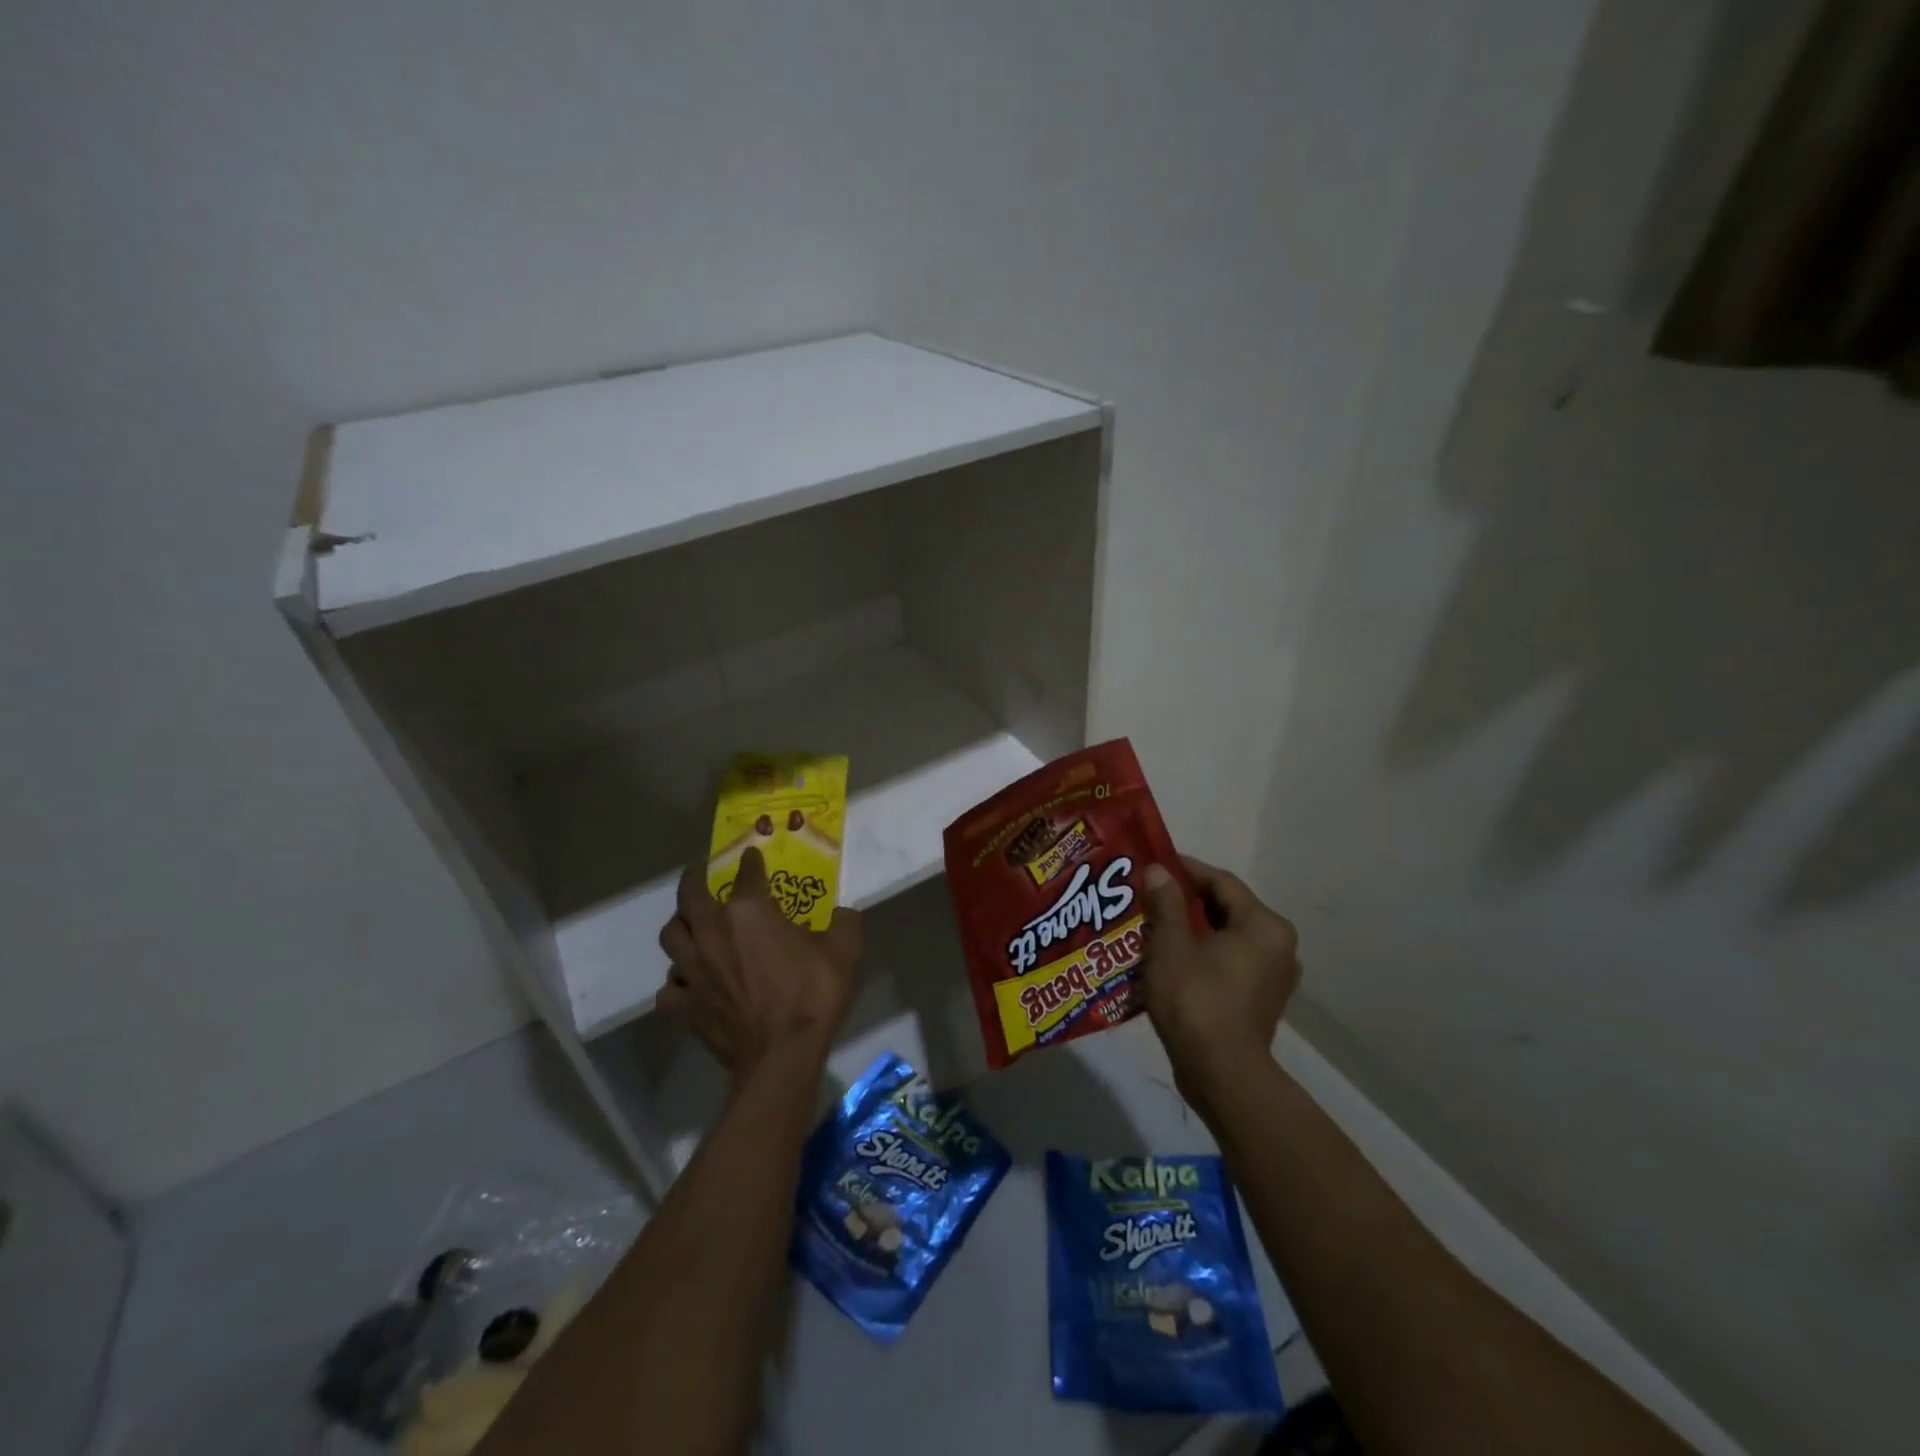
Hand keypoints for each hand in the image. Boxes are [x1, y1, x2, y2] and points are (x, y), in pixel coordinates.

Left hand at [657, 848, 863, 1078]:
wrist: (782, 1056)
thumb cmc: (813, 995)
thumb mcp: (844, 950)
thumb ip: (844, 922)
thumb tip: (843, 913)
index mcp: (750, 911)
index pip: (746, 873)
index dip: (750, 861)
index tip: (751, 855)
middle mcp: (712, 932)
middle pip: (689, 896)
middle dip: (693, 878)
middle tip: (700, 872)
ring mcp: (693, 971)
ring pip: (670, 937)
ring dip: (680, 926)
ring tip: (690, 924)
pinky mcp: (684, 1006)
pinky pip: (669, 989)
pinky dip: (678, 982)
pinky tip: (690, 983)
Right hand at [1141, 856, 1300, 1119]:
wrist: (1222, 1074)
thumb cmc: (1196, 1002)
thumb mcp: (1171, 947)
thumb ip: (1166, 904)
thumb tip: (1159, 870)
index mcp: (1263, 925)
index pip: (1221, 881)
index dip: (1186, 869)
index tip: (1154, 863)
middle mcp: (1279, 944)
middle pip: (1227, 908)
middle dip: (1187, 899)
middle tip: (1150, 893)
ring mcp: (1275, 974)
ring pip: (1229, 935)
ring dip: (1194, 927)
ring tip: (1156, 922)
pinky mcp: (1263, 998)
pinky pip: (1232, 959)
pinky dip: (1205, 951)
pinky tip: (1173, 955)